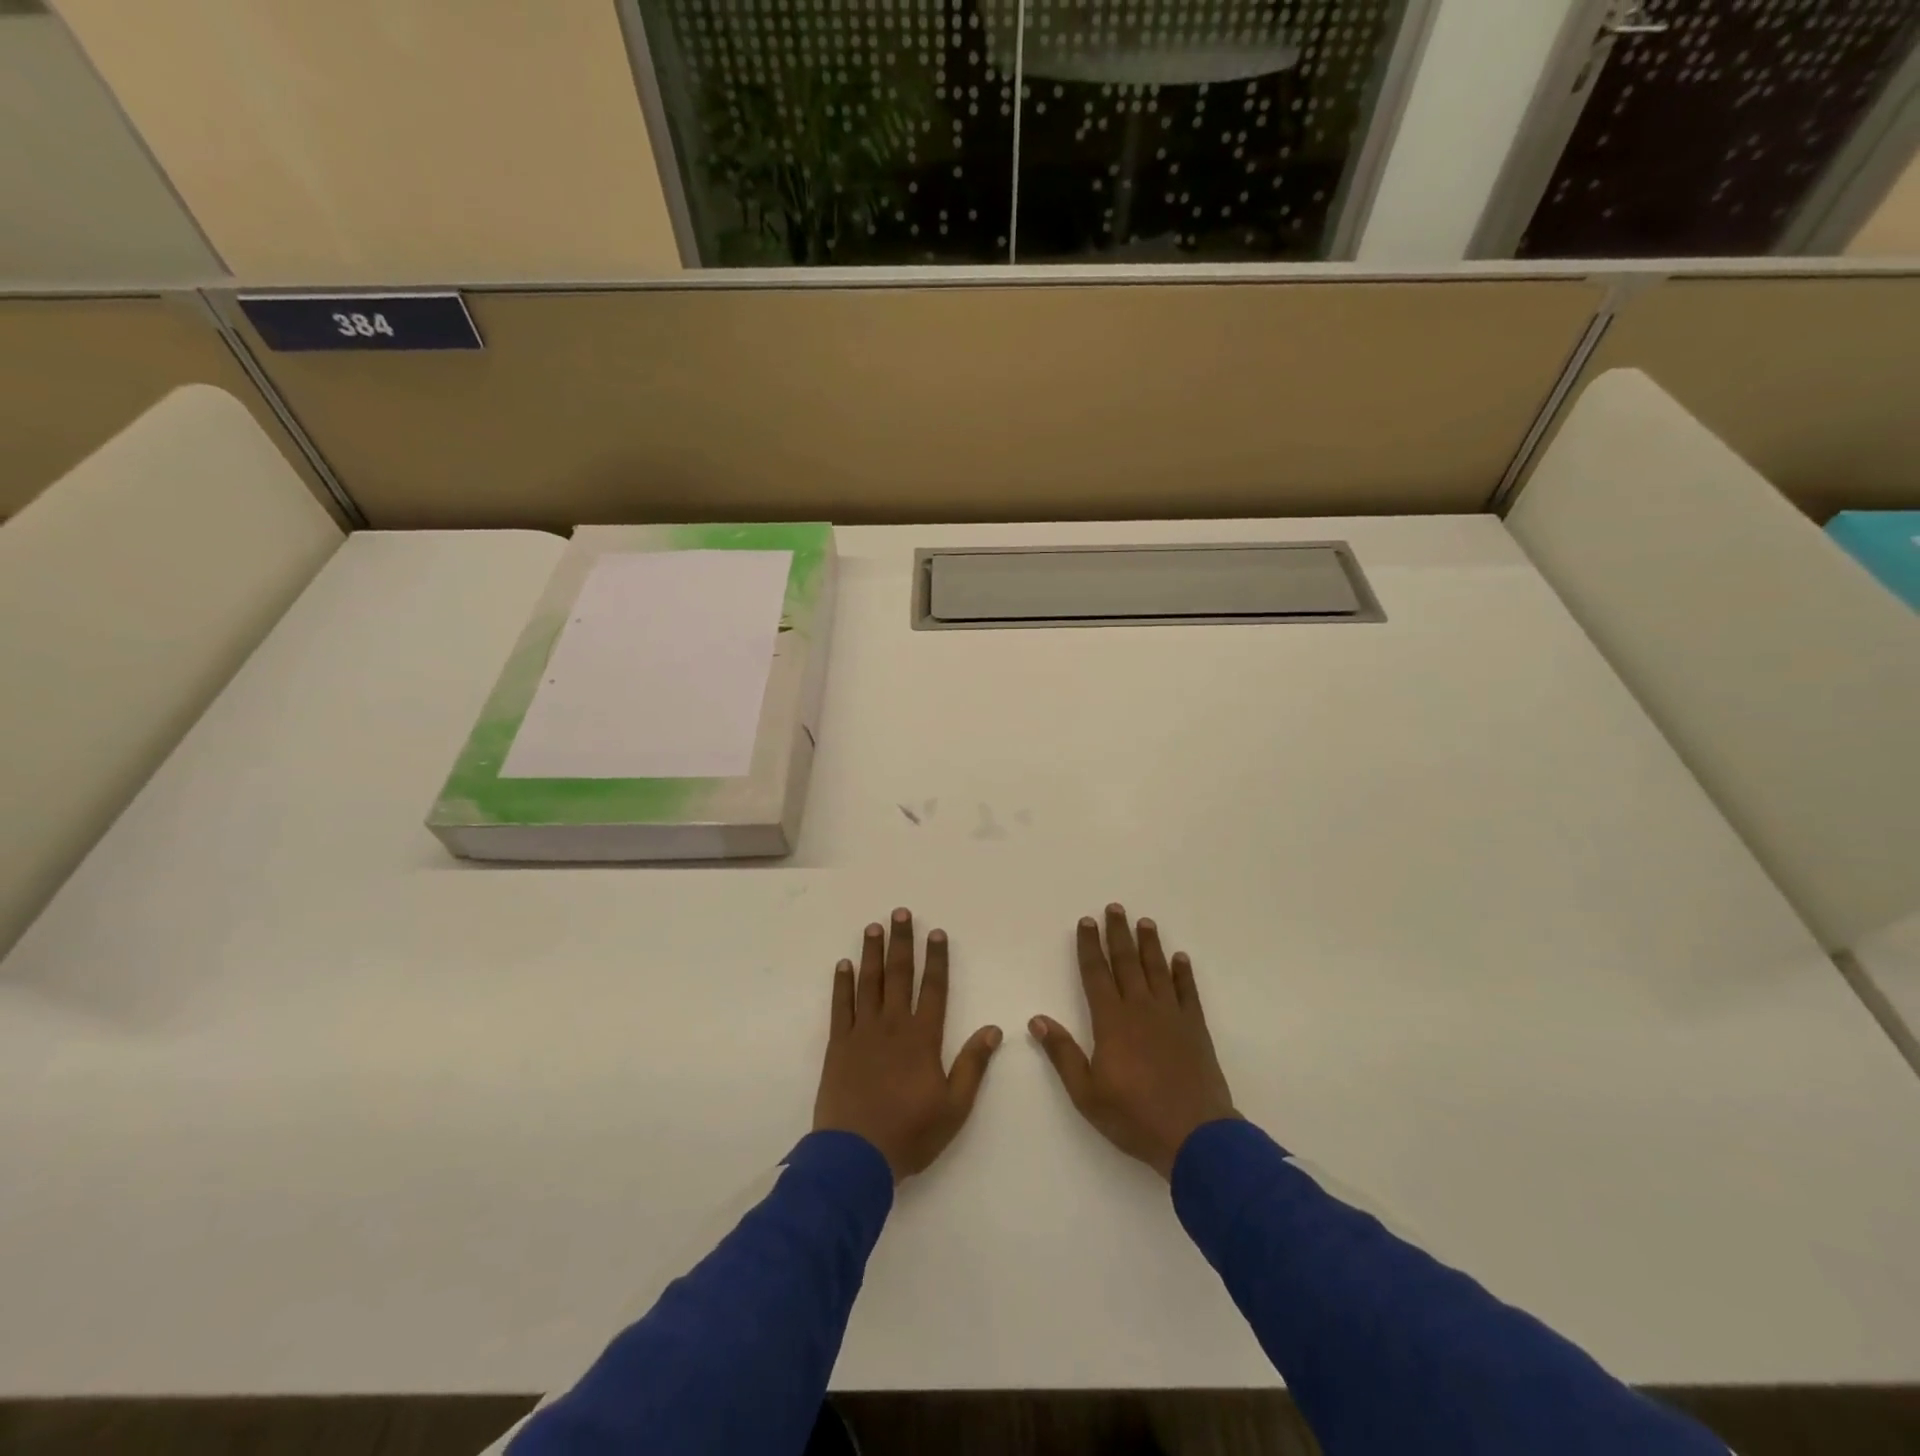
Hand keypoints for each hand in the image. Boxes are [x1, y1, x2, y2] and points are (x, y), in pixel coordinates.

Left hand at [813, 908, 1003, 1181]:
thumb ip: (973, 1065)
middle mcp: (893, 1026)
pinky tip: (843, 965)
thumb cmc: (910, 1133)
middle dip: (902, 942)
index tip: (936, 932)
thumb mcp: (954, 1107)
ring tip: (873, 927)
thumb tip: (994, 1030)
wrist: (856, 1157)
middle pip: (899, 975)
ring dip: (872, 953)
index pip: (934, 988)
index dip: (937, 959)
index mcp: (922, 1038)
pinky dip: (842, 984)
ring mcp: (862, 1033)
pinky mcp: (837, 1045)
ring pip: (869, 983)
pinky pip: (840, 1006)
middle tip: (900, 912)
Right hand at [1031, 904, 1237, 1179]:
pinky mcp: (1195, 1029)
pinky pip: (1188, 992)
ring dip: (1150, 945)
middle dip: (1118, 934)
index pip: (1096, 974)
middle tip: (1115, 907)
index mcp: (1112, 1021)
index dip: (1090, 946)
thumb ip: (1063, 1054)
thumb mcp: (1087, 1093)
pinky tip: (1180, 958)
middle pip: (1127, 962)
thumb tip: (1037, 1020)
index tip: (1087, 922)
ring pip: (1157, 970)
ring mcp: (1171, 1016)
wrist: (1195, 1135)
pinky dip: (1183, 973)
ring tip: (1145, 922)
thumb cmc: (1134, 1116)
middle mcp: (1140, 1009)